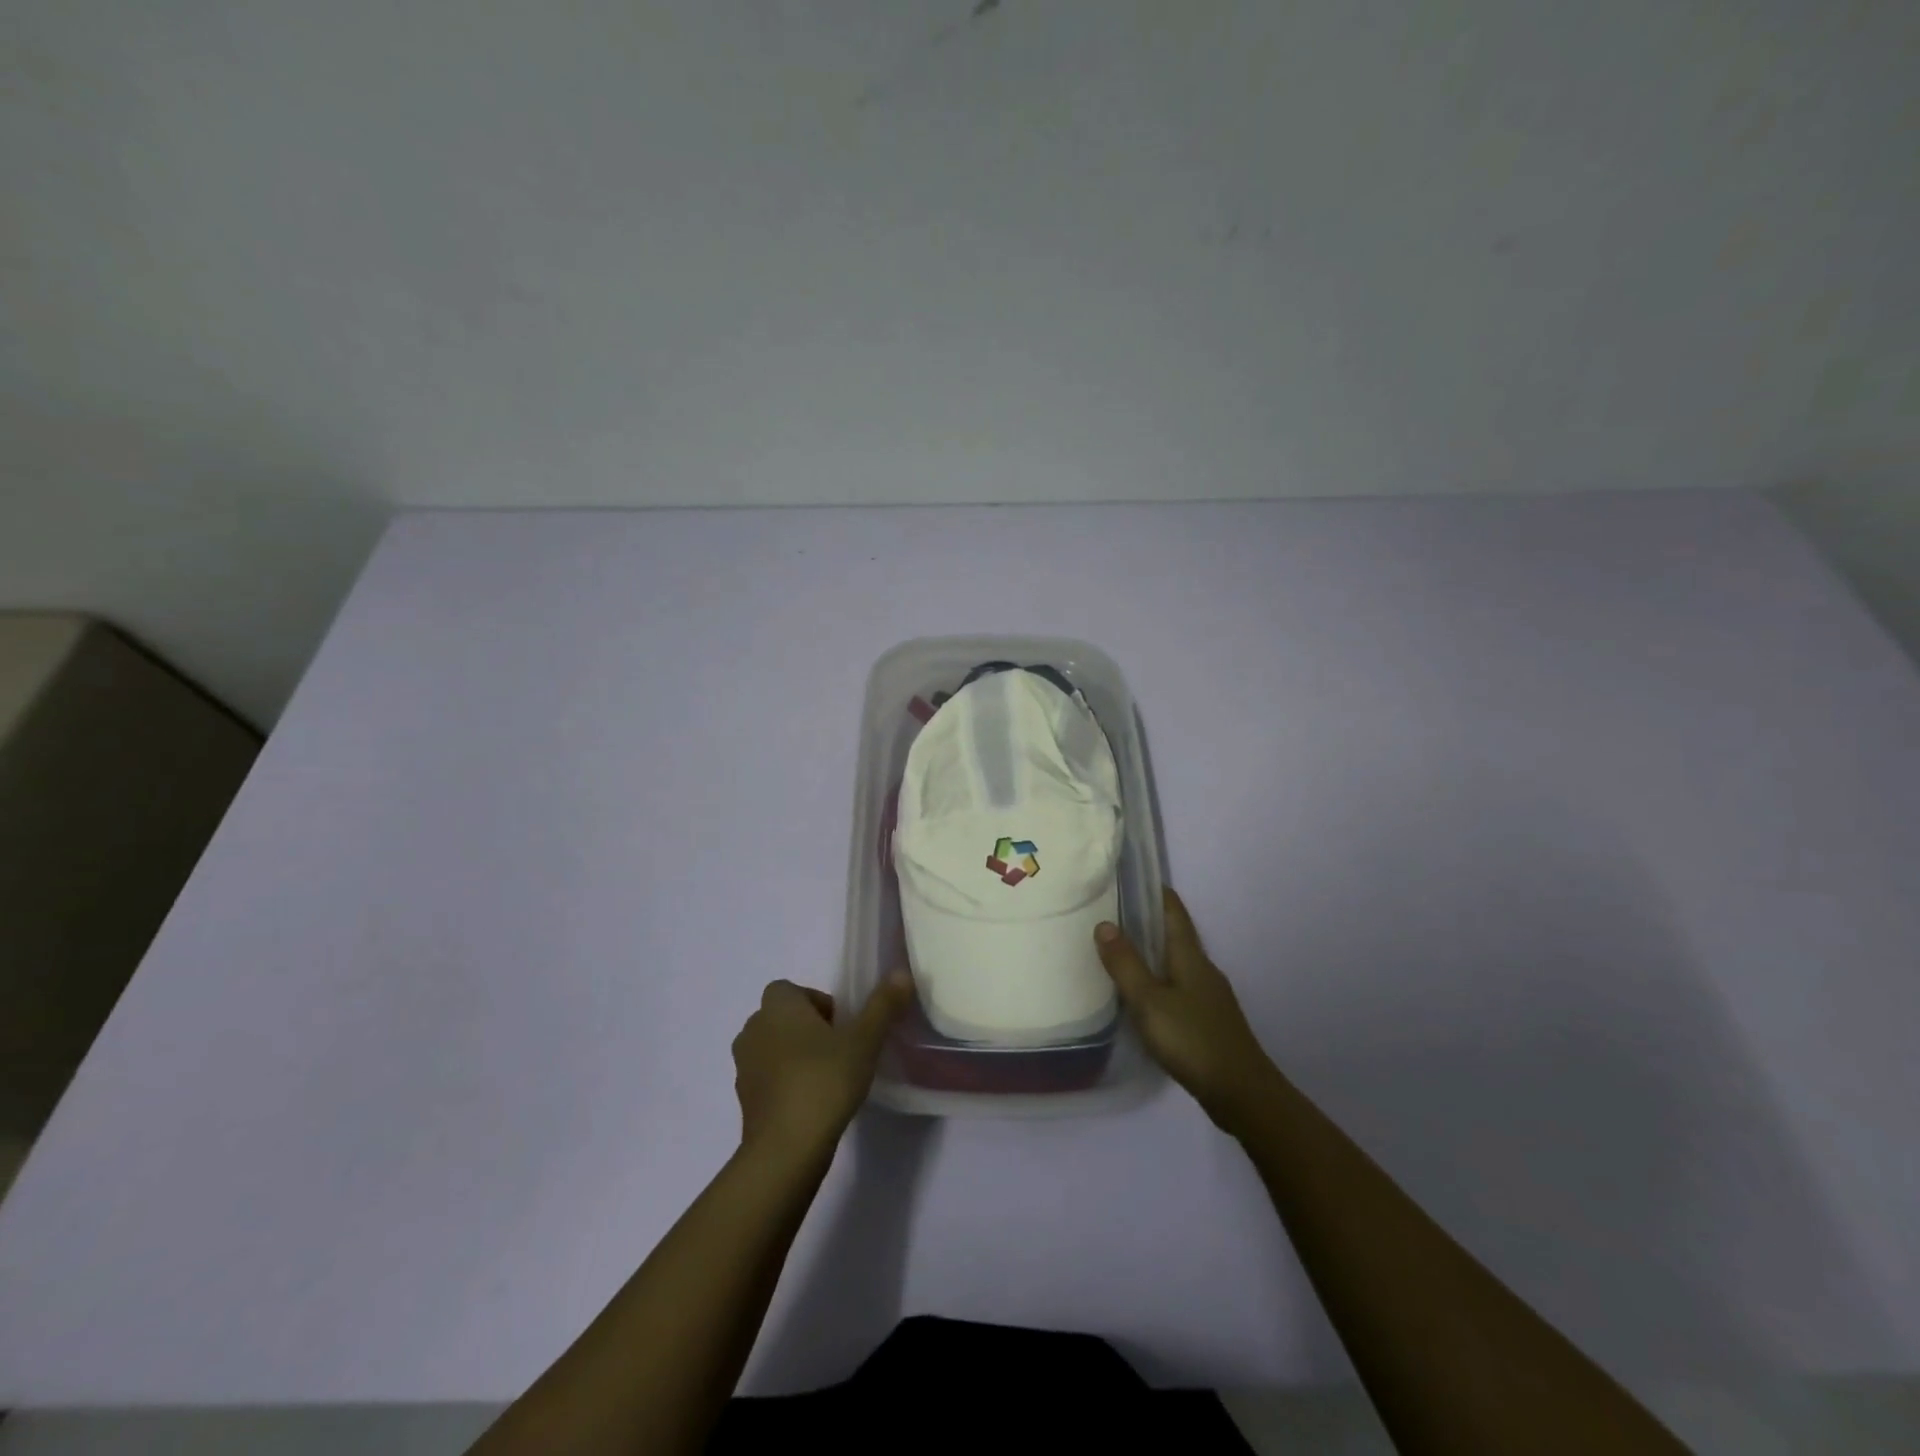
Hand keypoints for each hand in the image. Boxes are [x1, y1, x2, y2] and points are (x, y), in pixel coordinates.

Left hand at [732, 973, 913, 1160]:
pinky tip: (812, 1103)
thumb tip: (900, 972)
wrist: (785, 1150)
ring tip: (828, 1078)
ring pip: (774, 1048)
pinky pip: (768, 1078)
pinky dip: (786, 1083)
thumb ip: (883, 1005)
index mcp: (777, 1005)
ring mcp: (744, 1065)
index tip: (843, 1027)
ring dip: (796, 1056)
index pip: (794, 990)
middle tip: (841, 1051)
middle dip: (810, 1029)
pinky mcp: (744, 1099)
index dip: (819, 1003)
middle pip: (784, 1018)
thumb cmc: (824, 1081)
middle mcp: (753, 1028)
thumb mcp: (864, 1041)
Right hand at [1095, 888, 1275, 1130]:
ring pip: (1177, 962)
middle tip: (1113, 911)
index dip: (1156, 892)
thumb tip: (1104, 924)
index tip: (1132, 876)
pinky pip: (1179, 986)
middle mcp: (1202, 968)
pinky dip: (1159, 979)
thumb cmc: (1192, 1039)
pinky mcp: (1209, 1020)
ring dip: (1152, 951)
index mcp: (1190, 956)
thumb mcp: (1149, 1001)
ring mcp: (1209, 996)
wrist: (1242, 1092)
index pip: (1174, 911)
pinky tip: (1143, 994)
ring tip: (1121, 949)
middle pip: (1175, 934)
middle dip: (1148, 920)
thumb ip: (1126, 964)